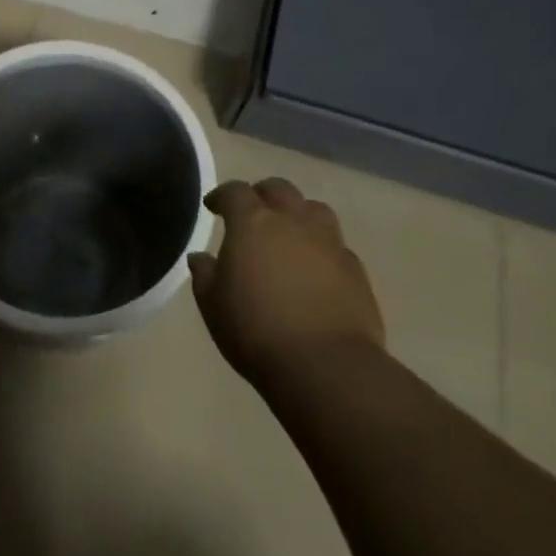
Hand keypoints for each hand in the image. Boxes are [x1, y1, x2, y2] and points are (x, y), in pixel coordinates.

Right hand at [189, 178, 384, 390]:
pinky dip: (322, 248)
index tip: (213, 207)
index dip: (222, 196)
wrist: (325, 366)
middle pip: (279, 189)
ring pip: (314, 208)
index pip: (235, 191)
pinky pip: (336, 245)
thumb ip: (204, 275)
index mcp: (253, 222)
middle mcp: (293, 220)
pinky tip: (316, 269)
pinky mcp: (355, 268)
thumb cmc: (256, 331)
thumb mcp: (213, 306)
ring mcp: (329, 241)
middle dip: (262, 195)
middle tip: (252, 214)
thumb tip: (200, 257)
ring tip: (289, 233)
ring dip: (298, 213)